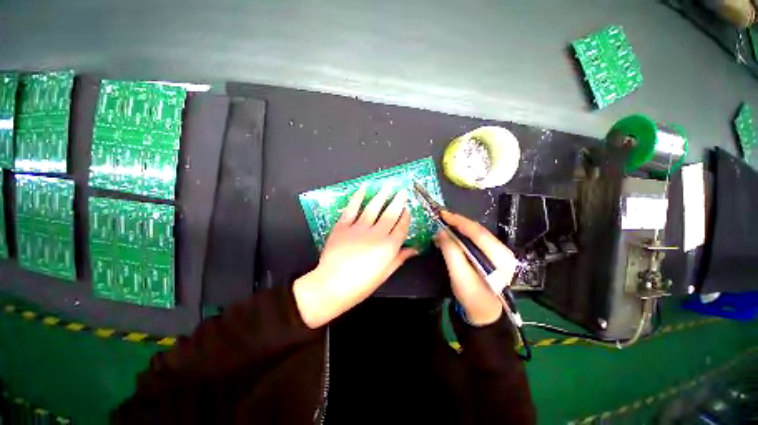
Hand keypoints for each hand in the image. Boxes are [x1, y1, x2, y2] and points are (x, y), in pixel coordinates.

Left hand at [294, 185, 416, 327]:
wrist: (332, 285)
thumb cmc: (361, 284)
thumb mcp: (384, 274)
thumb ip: (399, 259)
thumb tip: (414, 249)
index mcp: (388, 247)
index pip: (401, 227)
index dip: (405, 217)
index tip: (407, 209)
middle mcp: (376, 234)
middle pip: (390, 213)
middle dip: (398, 201)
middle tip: (402, 191)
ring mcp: (359, 228)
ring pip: (373, 207)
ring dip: (382, 195)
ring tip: (388, 186)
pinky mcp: (343, 225)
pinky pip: (352, 208)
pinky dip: (357, 197)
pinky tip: (363, 188)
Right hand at [435, 211, 516, 325]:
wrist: (484, 312)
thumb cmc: (472, 296)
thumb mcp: (459, 275)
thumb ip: (450, 251)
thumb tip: (441, 232)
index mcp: (499, 257)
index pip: (477, 232)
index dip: (458, 221)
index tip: (442, 214)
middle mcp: (503, 251)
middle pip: (478, 230)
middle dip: (458, 223)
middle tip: (441, 218)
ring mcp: (500, 252)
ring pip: (477, 233)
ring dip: (459, 228)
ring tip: (444, 226)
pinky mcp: (494, 254)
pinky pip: (477, 239)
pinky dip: (463, 235)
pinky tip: (453, 235)